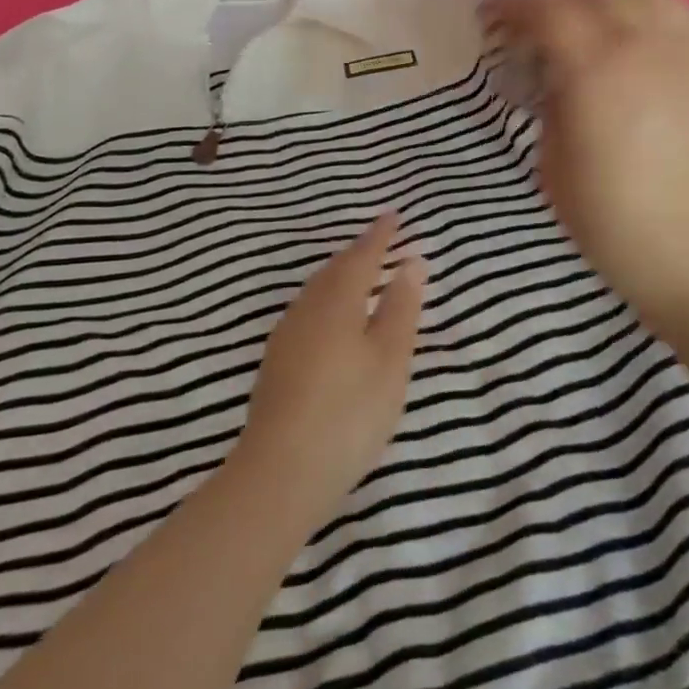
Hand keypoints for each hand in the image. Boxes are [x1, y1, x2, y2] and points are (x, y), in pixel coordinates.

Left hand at [234, 214, 424, 524]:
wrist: (280, 473)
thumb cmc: (349, 411)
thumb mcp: (389, 359)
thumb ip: (401, 308)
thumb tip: (411, 263)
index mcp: (337, 300)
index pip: (362, 256)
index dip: (380, 236)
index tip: (394, 215)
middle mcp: (307, 309)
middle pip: (335, 270)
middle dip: (359, 253)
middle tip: (380, 242)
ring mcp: (286, 336)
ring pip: (318, 291)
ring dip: (341, 277)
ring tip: (361, 275)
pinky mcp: (276, 363)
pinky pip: (308, 312)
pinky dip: (328, 302)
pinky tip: (334, 321)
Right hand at [487, 0, 688, 347]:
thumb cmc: (610, 220)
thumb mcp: (552, 160)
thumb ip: (550, 97)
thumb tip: (552, 64)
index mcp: (595, 69)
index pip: (547, 8)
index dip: (513, 5)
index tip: (494, 15)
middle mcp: (646, 43)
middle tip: (536, 21)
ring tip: (596, 20)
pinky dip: (666, 11)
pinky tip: (654, 35)